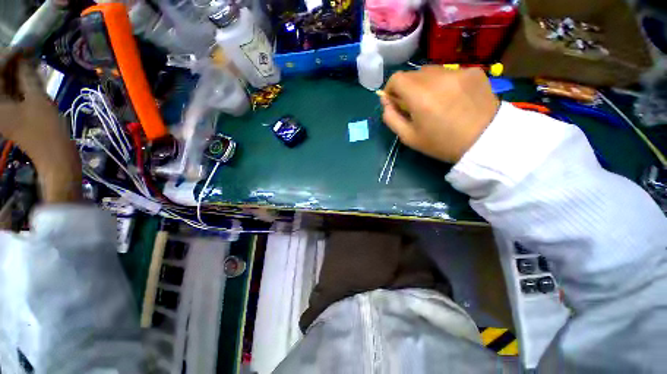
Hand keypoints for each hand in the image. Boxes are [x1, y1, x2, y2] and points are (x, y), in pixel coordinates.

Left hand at [0, 51, 80, 202]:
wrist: (56, 158)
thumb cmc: (46, 132)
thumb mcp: (38, 101)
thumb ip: (28, 77)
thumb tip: (25, 57)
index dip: (9, 57)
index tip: (24, 46)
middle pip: (1, 79)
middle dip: (13, 64)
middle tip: (28, 53)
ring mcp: (5, 113)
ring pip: (8, 86)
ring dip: (18, 74)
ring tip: (32, 63)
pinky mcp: (15, 117)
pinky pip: (15, 95)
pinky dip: (22, 85)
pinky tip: (32, 79)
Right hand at [381, 66, 499, 162]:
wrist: (484, 141)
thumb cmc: (441, 143)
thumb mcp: (409, 137)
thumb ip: (391, 118)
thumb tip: (386, 103)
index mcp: (419, 96)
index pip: (396, 78)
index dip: (390, 88)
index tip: (394, 100)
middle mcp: (437, 77)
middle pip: (412, 73)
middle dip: (407, 88)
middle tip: (414, 104)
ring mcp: (458, 71)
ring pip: (431, 71)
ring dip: (425, 83)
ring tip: (434, 100)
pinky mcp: (473, 71)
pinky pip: (449, 72)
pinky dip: (444, 82)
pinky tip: (452, 97)